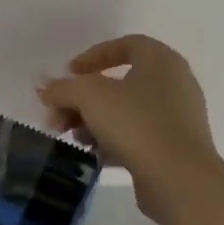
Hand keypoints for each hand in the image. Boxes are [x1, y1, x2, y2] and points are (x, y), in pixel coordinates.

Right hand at [37, 34, 223, 224]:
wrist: (180, 180)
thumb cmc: (136, 123)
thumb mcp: (89, 97)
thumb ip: (63, 88)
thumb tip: (44, 88)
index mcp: (161, 61)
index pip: (126, 45)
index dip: (94, 55)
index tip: (70, 73)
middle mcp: (174, 84)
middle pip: (119, 83)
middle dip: (83, 98)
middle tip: (58, 114)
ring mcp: (177, 118)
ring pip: (125, 112)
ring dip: (93, 121)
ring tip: (72, 138)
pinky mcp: (175, 149)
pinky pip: (137, 136)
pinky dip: (112, 141)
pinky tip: (93, 154)